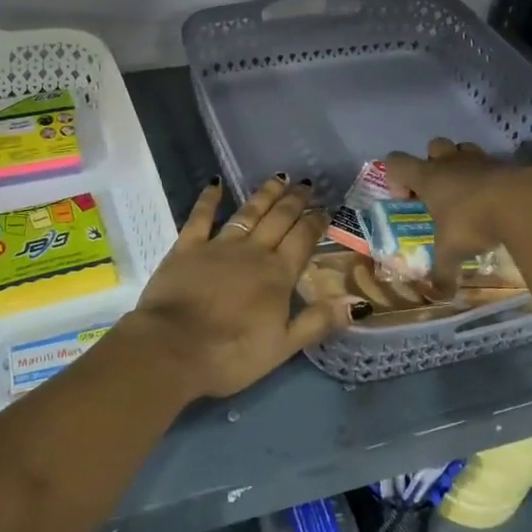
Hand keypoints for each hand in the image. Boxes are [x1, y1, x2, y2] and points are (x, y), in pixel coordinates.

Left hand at [121, 176, 346, 399]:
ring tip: (278, 177)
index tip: (325, 207)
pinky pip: (200, 216)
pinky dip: (209, 199)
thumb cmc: (231, 354)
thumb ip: (318, 322)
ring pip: (248, 212)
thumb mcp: (283, 347)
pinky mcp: (187, 247)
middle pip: (279, 219)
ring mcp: (218, 245)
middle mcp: (252, 251)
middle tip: (306, 183)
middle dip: (295, 201)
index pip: (302, 239)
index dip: (315, 222)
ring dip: (265, 194)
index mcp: (277, 274)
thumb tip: (358, 303)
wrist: (173, 347)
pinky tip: (216, 183)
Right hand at [384, 139, 531, 302]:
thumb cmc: (474, 222)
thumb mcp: (453, 252)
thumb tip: (439, 296)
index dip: (396, 177)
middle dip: (433, 164)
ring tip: (469, 192)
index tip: (408, 199)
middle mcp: (450, 162)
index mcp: (428, 178)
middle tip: (441, 192)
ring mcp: (479, 159)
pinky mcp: (506, 163)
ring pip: (463, 148)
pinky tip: (498, 199)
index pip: (396, 162)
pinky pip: (491, 163)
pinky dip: (491, 176)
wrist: (524, 202)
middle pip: (432, 147)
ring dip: (462, 164)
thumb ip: (443, 271)